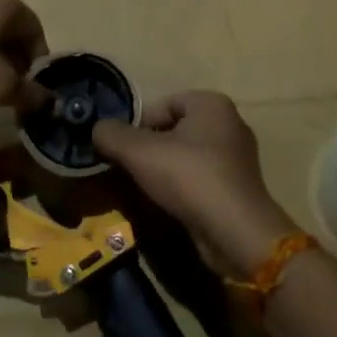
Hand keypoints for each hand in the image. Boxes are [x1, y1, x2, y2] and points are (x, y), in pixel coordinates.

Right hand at [92, 91, 297, 277]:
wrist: (236, 233)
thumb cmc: (190, 178)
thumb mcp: (140, 152)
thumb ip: (112, 135)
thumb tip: (97, 129)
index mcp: (211, 103)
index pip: (162, 105)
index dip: (138, 126)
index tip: (124, 152)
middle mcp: (229, 123)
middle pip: (174, 130)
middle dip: (151, 149)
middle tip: (131, 171)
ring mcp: (238, 157)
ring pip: (187, 156)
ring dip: (165, 171)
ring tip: (148, 191)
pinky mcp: (239, 187)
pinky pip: (201, 179)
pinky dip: (184, 188)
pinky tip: (171, 206)